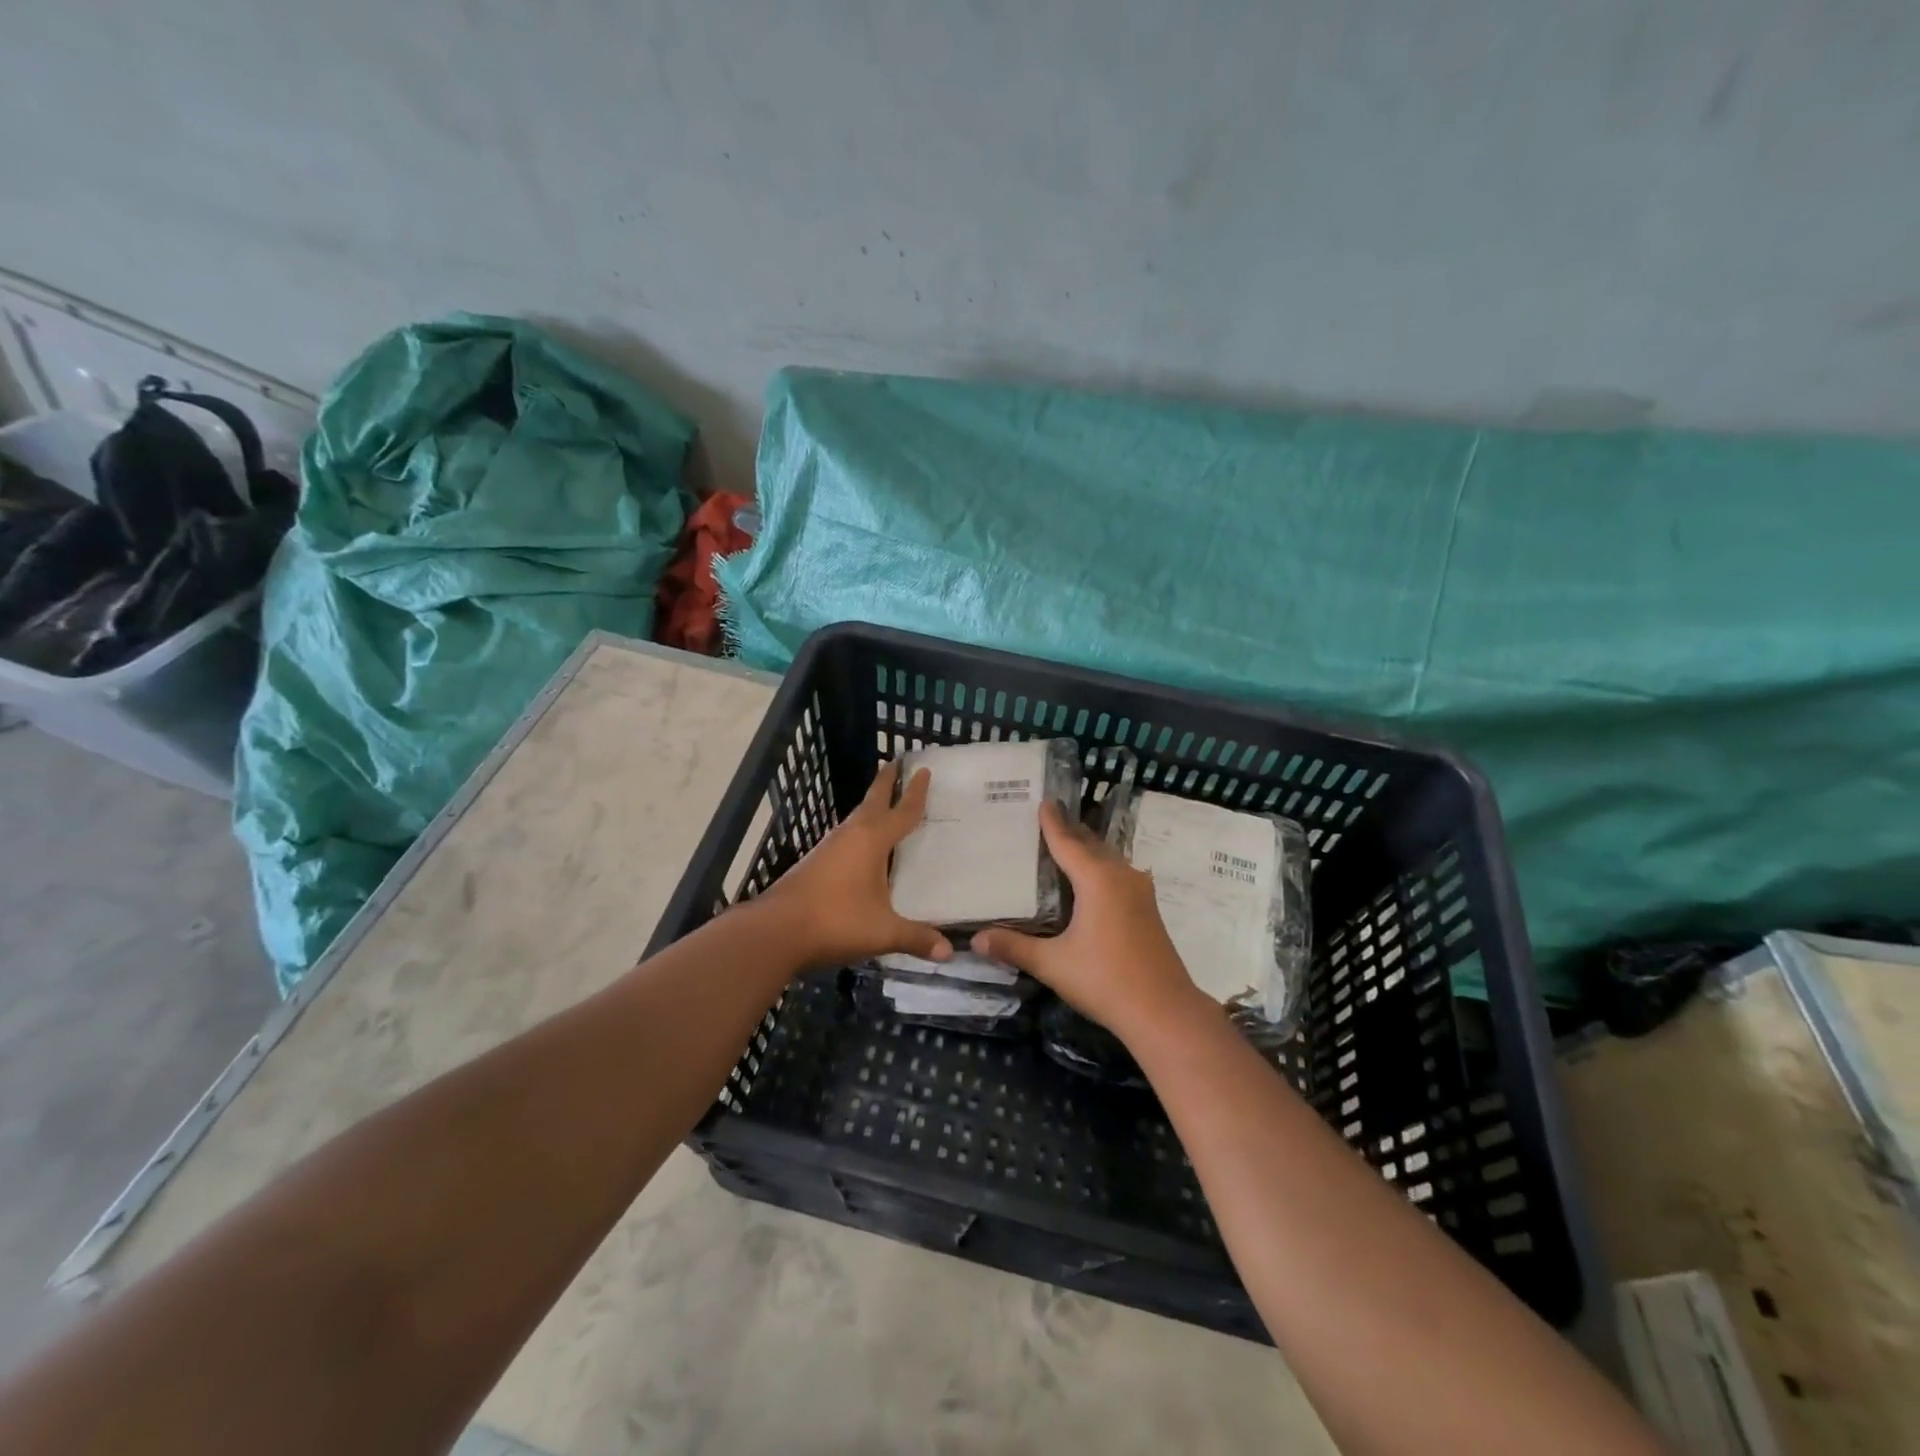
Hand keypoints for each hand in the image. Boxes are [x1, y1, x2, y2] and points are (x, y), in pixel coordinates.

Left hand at [760, 759, 951, 970]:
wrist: (776, 931)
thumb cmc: (835, 921)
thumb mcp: (883, 932)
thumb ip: (916, 938)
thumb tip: (949, 951)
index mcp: (871, 841)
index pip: (901, 811)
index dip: (915, 792)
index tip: (924, 770)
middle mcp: (850, 835)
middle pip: (872, 801)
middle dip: (885, 782)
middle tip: (896, 762)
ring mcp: (828, 848)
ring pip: (856, 819)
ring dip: (871, 807)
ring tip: (885, 804)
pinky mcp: (815, 863)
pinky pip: (846, 837)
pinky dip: (860, 831)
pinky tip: (863, 847)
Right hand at [972, 802, 1213, 1043]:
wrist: (1164, 1012)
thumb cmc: (1105, 981)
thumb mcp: (1053, 964)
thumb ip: (1014, 947)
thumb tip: (975, 940)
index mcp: (1097, 879)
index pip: (1068, 842)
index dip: (1052, 822)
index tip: (1042, 801)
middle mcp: (1121, 876)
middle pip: (1090, 844)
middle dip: (1069, 831)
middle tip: (1045, 820)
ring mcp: (1139, 891)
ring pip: (1108, 859)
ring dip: (1086, 850)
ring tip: (1062, 846)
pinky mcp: (1148, 909)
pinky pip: (1118, 874)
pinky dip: (1099, 868)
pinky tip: (1088, 882)